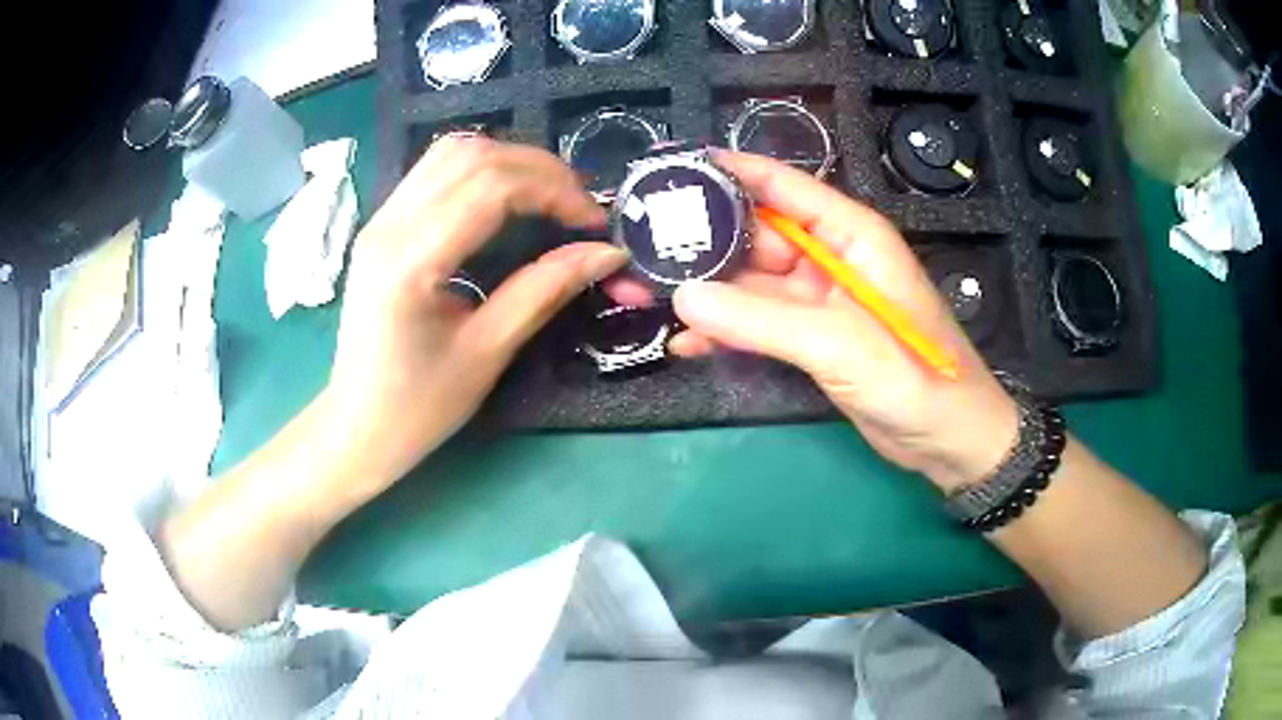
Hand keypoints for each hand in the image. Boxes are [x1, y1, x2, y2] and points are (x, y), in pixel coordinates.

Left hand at [327, 137, 628, 492]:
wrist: (357, 426)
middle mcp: (389, 225)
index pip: (492, 187)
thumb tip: (607, 253)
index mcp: (410, 261)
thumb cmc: (418, 406)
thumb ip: (545, 290)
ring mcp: (380, 220)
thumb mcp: (488, 352)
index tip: (594, 224)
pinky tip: (508, 201)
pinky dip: (483, 172)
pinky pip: (436, 172)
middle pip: (474, 156)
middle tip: (579, 209)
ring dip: (511, 162)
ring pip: (453, 152)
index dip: (555, 191)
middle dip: (541, 170)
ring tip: (550, 198)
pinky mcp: (382, 225)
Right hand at [613, 151, 1017, 490]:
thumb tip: (682, 296)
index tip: (670, 170)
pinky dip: (724, 332)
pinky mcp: (810, 340)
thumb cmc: (916, 379)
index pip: (782, 187)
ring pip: (748, 284)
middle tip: (637, 248)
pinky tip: (684, 343)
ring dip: (702, 292)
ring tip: (641, 294)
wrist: (947, 442)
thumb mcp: (841, 343)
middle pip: (754, 236)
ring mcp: (817, 302)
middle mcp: (830, 258)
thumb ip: (763, 320)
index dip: (728, 172)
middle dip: (699, 241)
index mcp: (850, 235)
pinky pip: (756, 325)